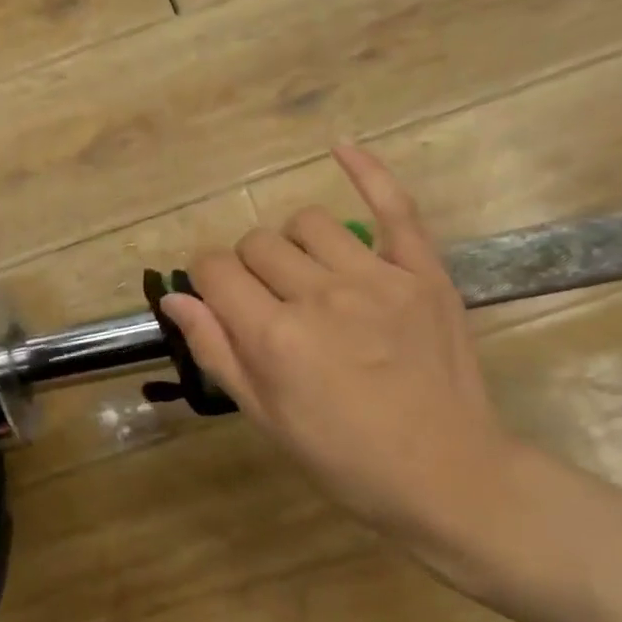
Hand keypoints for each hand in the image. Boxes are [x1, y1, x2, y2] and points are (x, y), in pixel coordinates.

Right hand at [162, 144, 526, 581]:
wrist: (446, 473)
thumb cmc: (345, 458)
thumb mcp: (267, 418)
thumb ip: (217, 351)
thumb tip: (174, 298)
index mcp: (275, 336)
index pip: (215, 270)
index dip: (207, 280)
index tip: (219, 300)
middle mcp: (319, 295)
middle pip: (258, 242)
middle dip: (248, 268)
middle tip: (268, 304)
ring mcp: (376, 276)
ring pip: (308, 222)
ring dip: (293, 243)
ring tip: (307, 274)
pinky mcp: (422, 271)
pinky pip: (394, 205)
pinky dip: (366, 171)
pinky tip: (340, 147)